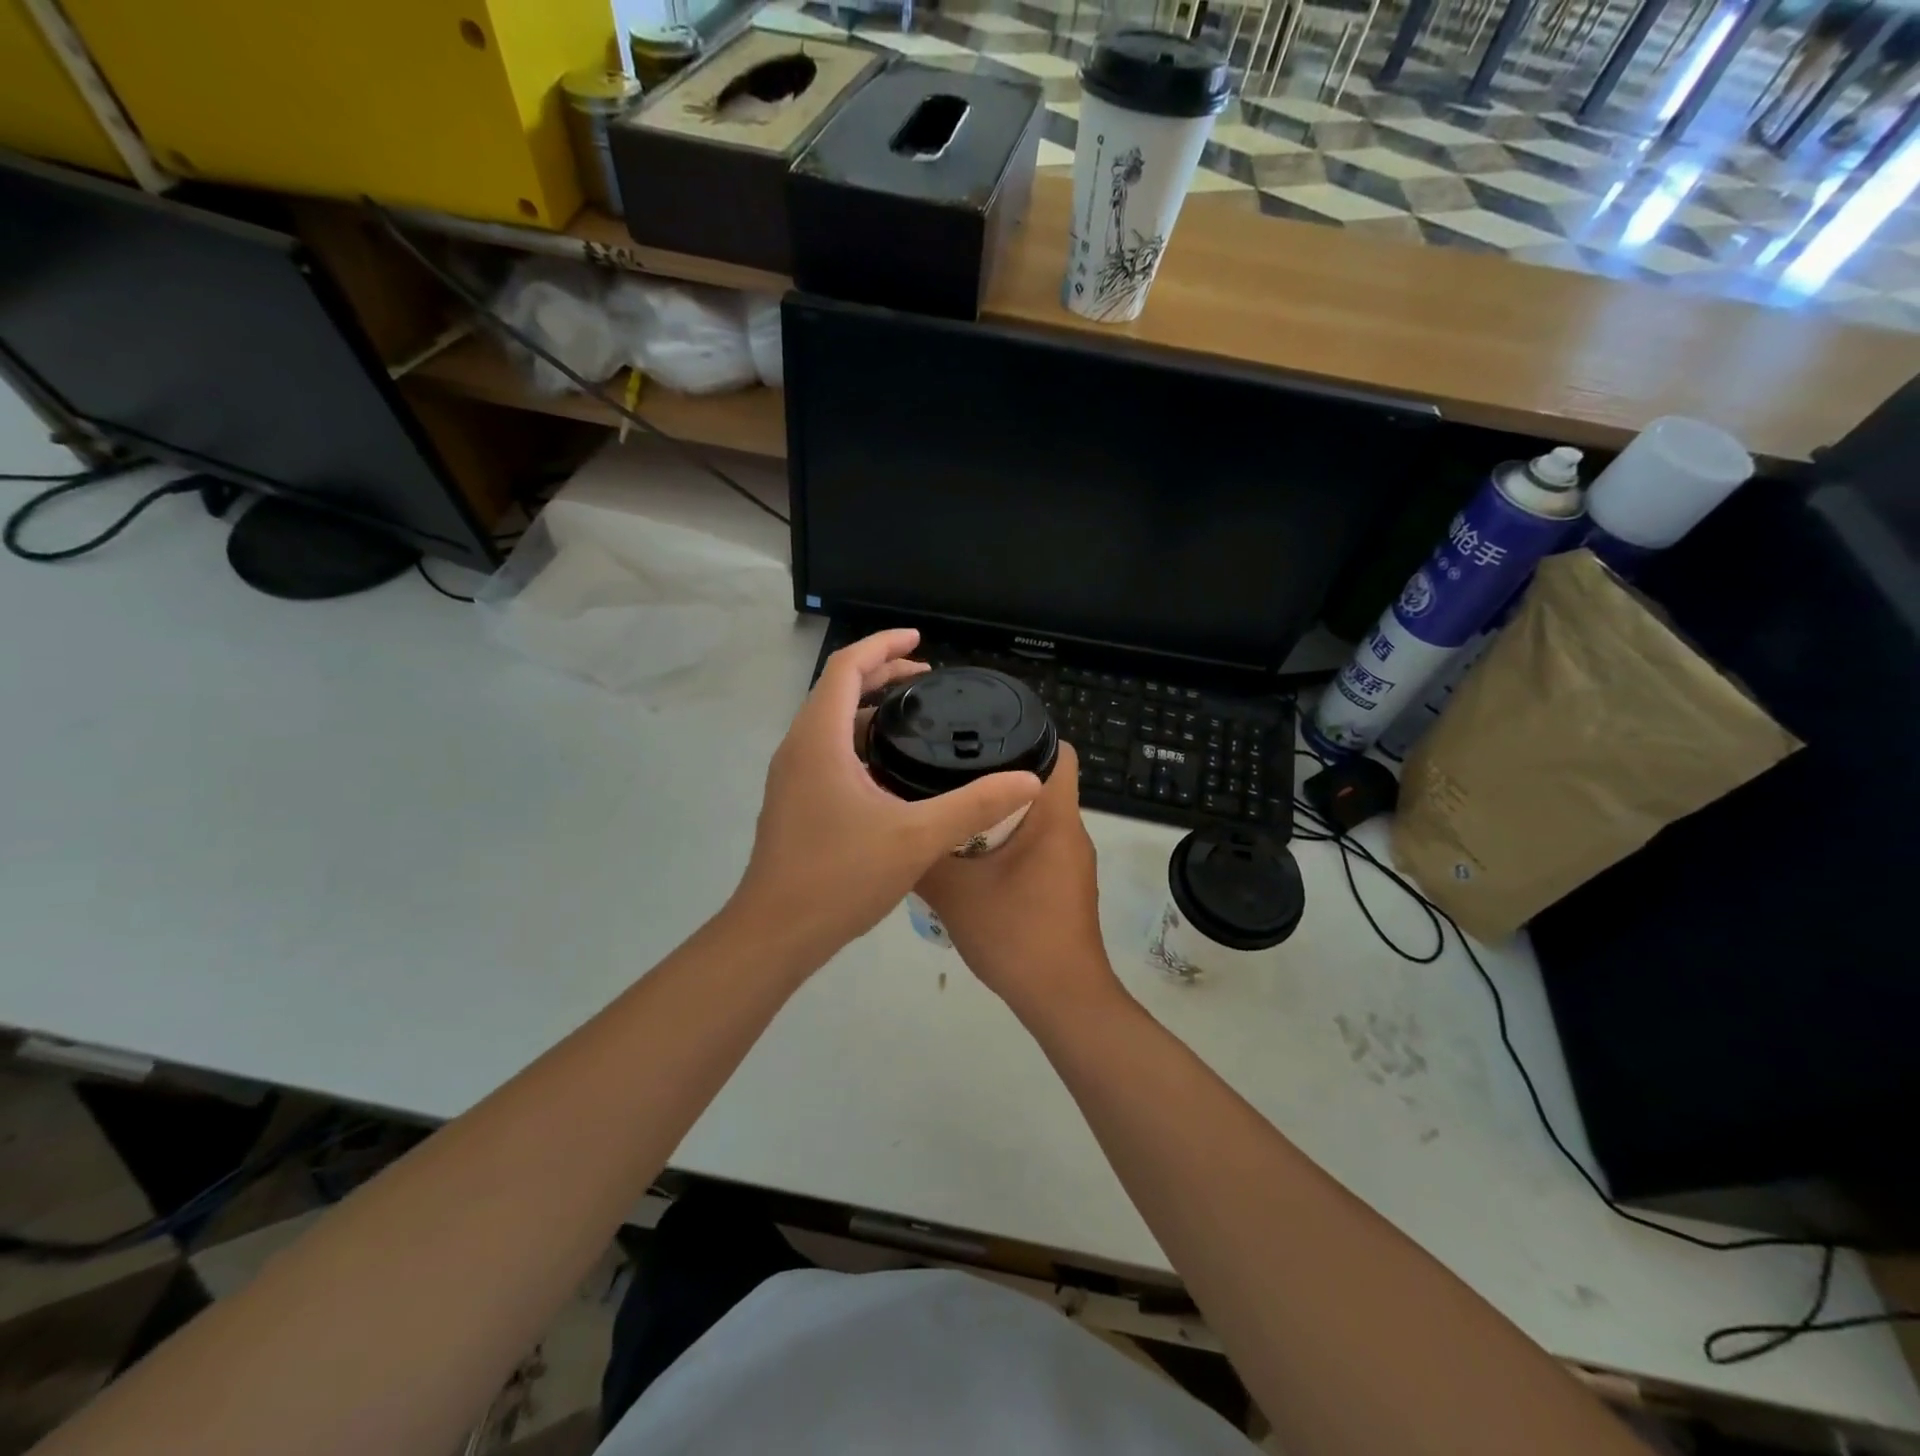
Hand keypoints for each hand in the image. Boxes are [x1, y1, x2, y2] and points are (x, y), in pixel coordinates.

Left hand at [731, 629, 1043, 967]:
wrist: (776, 933)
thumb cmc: (840, 876)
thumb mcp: (918, 838)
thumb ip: (975, 805)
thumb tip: (1027, 780)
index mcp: (820, 740)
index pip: (847, 668)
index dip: (883, 645)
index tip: (920, 640)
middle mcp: (798, 748)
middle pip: (836, 690)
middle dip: (881, 674)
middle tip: (927, 678)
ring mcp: (791, 777)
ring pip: (829, 723)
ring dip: (868, 709)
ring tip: (912, 717)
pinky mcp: (793, 802)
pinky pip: (826, 751)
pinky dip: (857, 740)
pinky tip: (889, 769)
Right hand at [916, 742, 1125, 1025]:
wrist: (1061, 1000)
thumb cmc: (1016, 935)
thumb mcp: (955, 894)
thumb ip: (923, 858)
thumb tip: (893, 829)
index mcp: (1056, 818)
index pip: (1057, 750)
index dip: (1024, 734)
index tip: (978, 735)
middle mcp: (1070, 831)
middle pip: (1040, 781)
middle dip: (996, 774)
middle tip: (948, 771)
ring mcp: (1070, 860)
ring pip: (1035, 816)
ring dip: (998, 811)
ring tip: (951, 807)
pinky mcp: (1063, 884)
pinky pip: (1035, 844)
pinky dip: (1006, 841)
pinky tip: (969, 856)